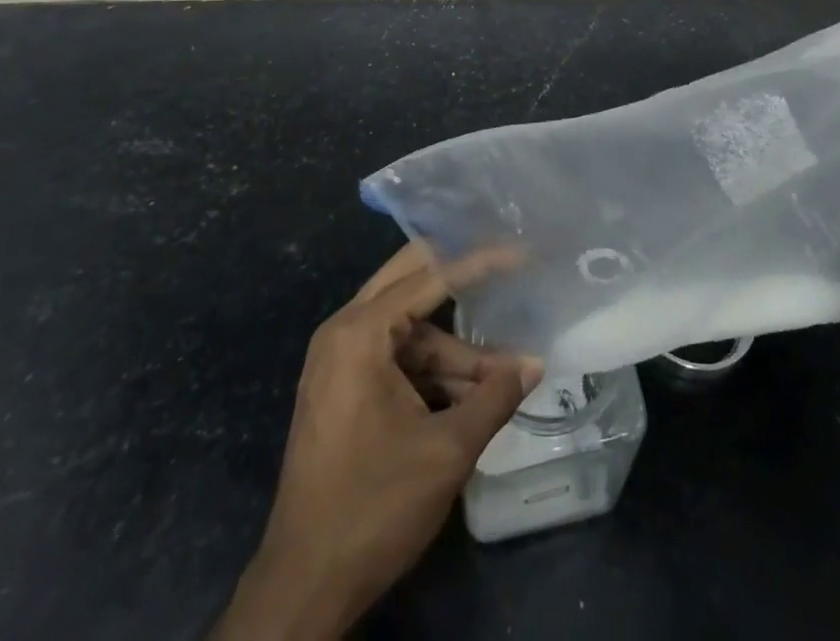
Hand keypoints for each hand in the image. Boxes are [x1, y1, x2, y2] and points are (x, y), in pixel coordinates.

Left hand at [214, 244, 540, 640]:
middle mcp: (343, 333)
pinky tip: (472, 396)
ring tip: (504, 376)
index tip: (519, 251)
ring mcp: (339, 363)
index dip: (479, 262)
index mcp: (359, 333)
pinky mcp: (343, 392)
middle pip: (411, 283)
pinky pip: (396, 362)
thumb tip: (535, 364)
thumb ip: (495, 397)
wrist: (304, 588)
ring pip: (410, 333)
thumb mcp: (446, 450)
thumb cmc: (374, 507)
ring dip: (454, 352)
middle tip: (504, 261)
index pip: (430, 277)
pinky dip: (433, 374)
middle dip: (459, 275)